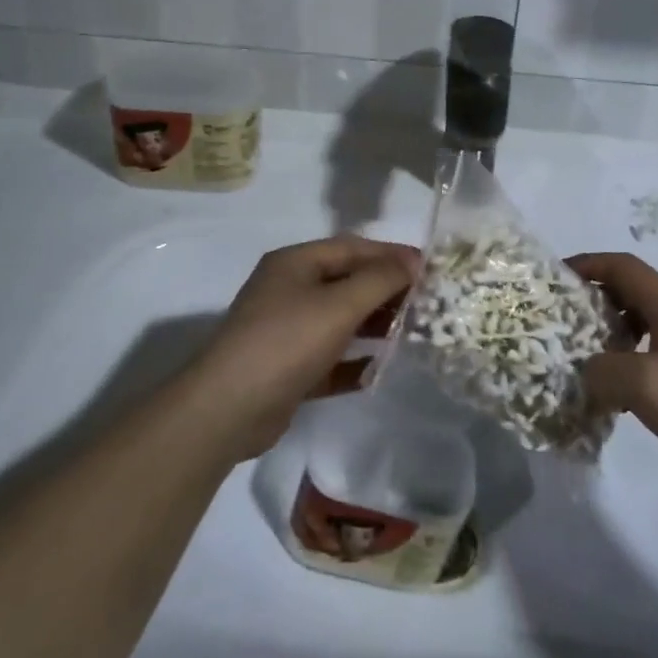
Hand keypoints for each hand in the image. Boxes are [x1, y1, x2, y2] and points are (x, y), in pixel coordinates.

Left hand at [186, 236, 418, 459]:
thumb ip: (380, 280)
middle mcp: (289, 290)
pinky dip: (354, 361)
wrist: (228, 409)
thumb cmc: (286, 342)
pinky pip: (330, 358)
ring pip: (340, 320)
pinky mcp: (288, 368)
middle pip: (347, 282)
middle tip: (426, 302)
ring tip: (411, 333)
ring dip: (373, 325)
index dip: (391, 255)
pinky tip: (379, 369)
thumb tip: (412, 262)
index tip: (429, 268)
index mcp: (295, 264)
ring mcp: (286, 330)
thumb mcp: (338, 304)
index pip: (352, 248)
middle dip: (386, 290)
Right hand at [569, 253, 657, 482]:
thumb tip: (583, 369)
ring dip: (606, 328)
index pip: (620, 265)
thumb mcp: (642, 383)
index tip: (553, 278)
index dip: (586, 263)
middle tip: (559, 316)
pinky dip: (624, 355)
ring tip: (579, 350)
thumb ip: (600, 370)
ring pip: (637, 319)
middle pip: (627, 288)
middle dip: (591, 296)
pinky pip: (648, 348)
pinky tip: (613, 387)